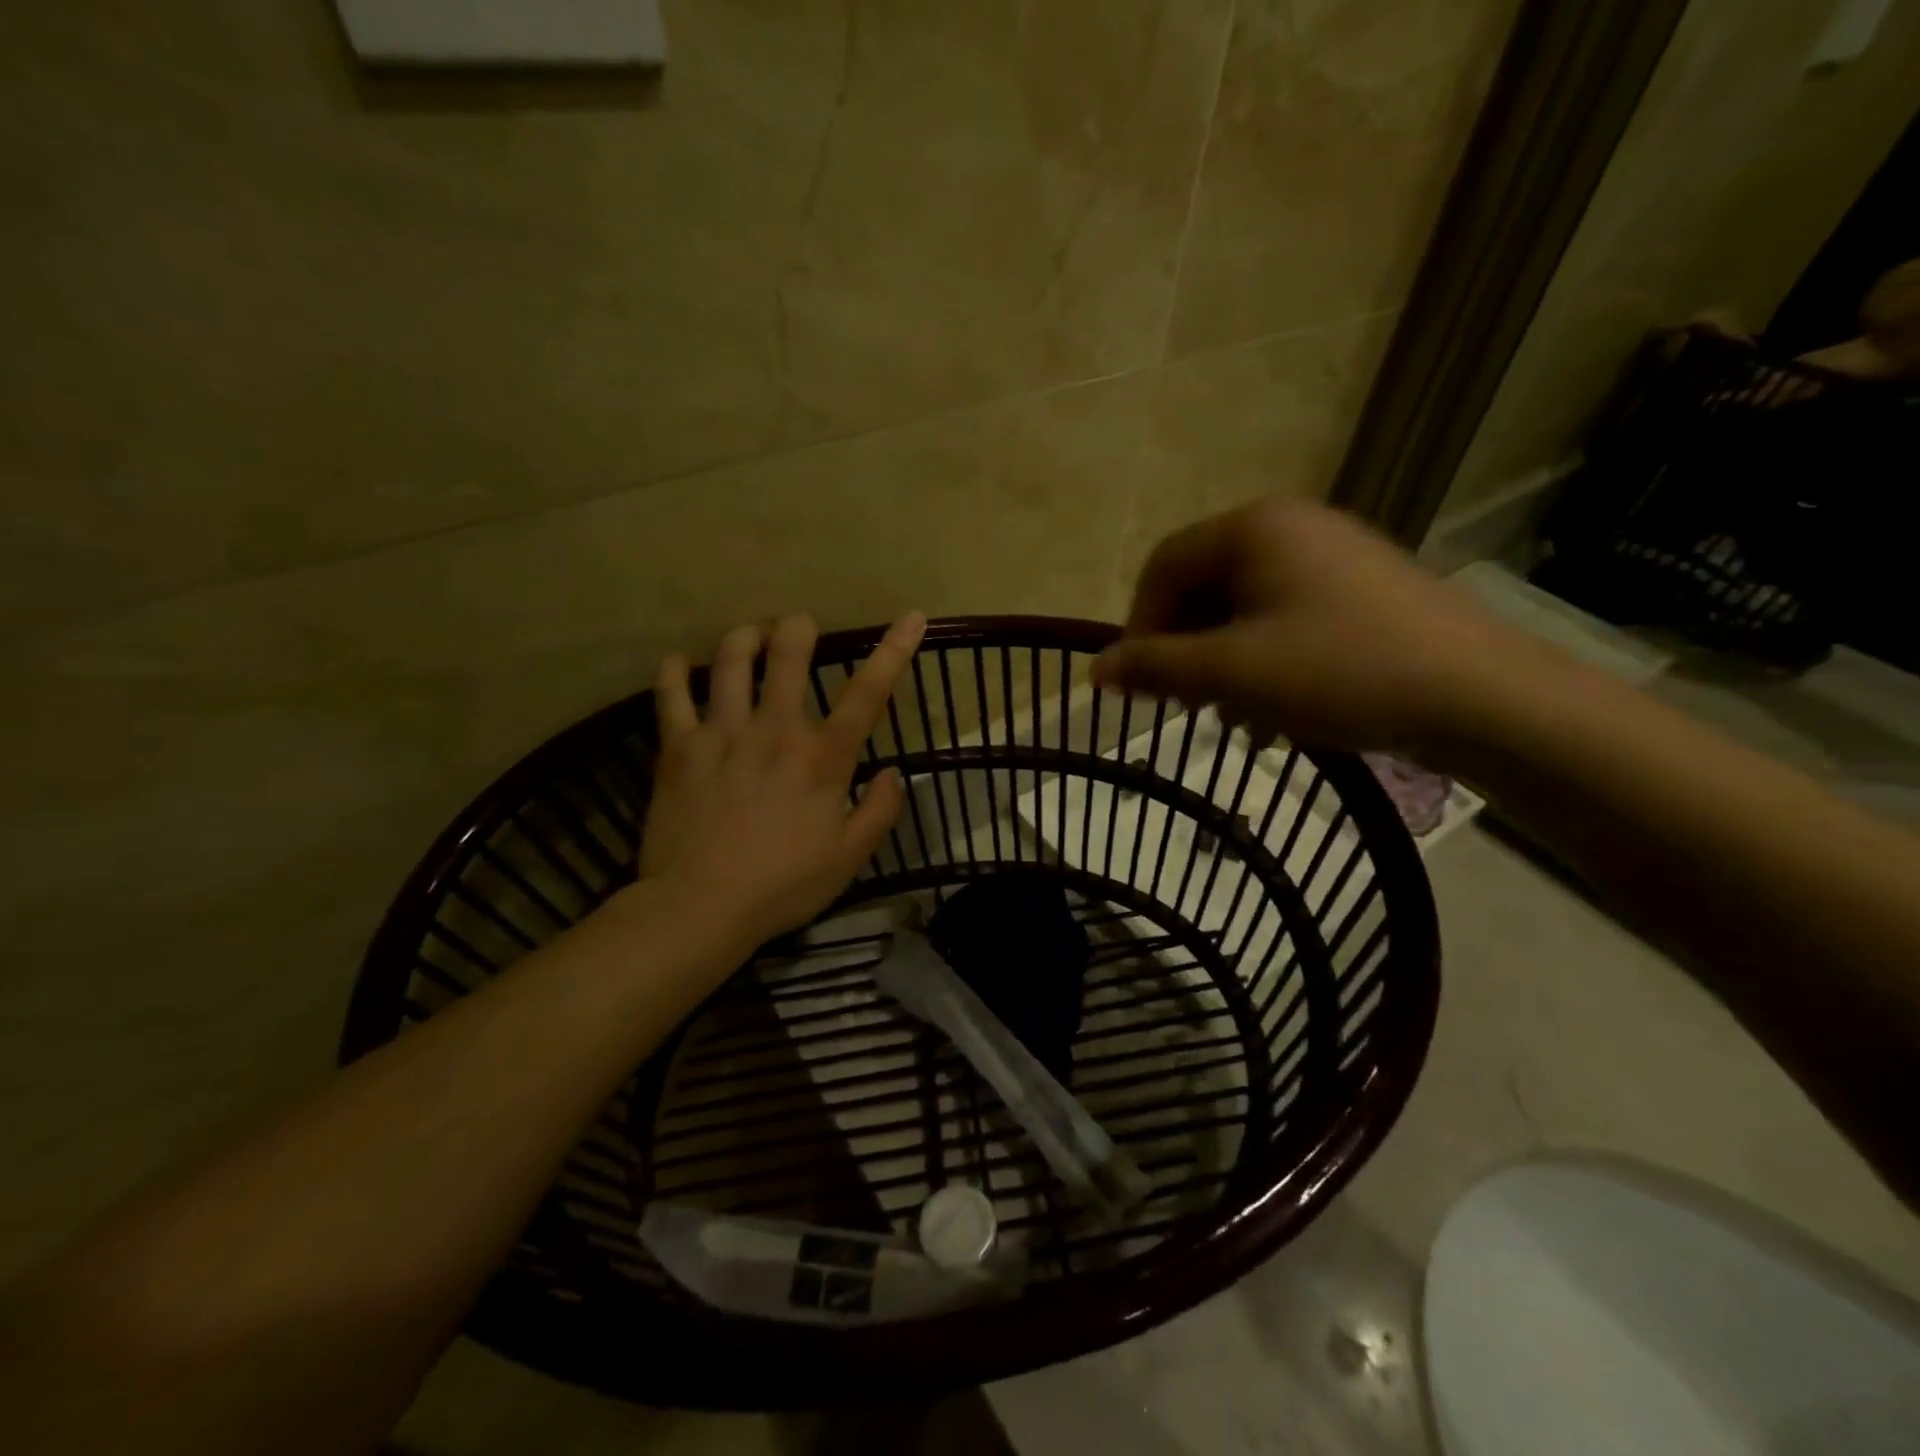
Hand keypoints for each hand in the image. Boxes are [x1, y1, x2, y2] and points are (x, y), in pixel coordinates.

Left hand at [639, 612, 926, 948]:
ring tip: (750, 636)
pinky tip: (678, 663)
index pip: (867, 694)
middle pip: (787, 657)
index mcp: (822, 758)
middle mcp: (774, 731)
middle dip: (797, 630)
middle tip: (798, 627)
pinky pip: (670, 695)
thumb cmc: (783, 885)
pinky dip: (673, 672)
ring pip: (729, 662)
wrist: (700, 907)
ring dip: (743, 639)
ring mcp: (722, 734)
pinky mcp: (678, 748)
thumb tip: (894, 772)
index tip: (912, 617)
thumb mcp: (849, 858)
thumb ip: (880, 811)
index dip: (893, 651)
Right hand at [1093, 499, 1529, 752]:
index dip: (1138, 624)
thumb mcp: (1231, 673)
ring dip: (1223, 662)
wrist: (1480, 696)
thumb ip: (1155, 666)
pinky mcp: (1360, 592)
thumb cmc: (1339, 670)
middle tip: (1187, 702)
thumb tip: (1094, 670)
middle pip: (1204, 585)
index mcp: (1255, 527)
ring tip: (1235, 715)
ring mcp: (1332, 558)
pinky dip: (1265, 662)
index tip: (1139, 682)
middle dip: (1185, 647)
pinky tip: (1278, 711)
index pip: (1164, 564)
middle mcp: (1291, 527)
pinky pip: (1285, 619)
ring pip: (1243, 608)